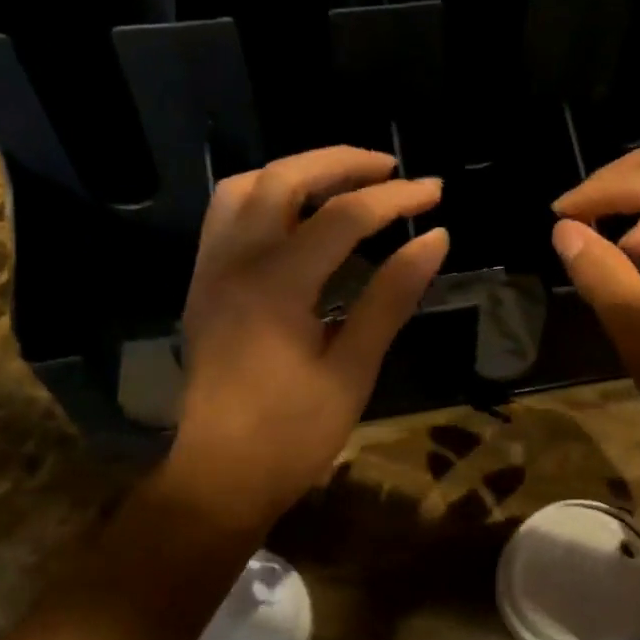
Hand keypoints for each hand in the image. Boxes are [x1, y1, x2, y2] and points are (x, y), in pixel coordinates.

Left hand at [167, 147, 448, 532]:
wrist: (221, 476)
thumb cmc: (293, 434)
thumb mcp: (353, 369)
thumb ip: (391, 297)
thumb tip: (435, 240)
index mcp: (276, 286)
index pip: (343, 218)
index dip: (395, 200)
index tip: (435, 192)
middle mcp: (234, 263)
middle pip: (285, 179)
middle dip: (342, 164)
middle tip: (390, 169)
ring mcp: (211, 271)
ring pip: (245, 188)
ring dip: (297, 172)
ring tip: (343, 182)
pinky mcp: (203, 285)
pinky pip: (227, 216)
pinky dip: (266, 197)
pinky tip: (297, 216)